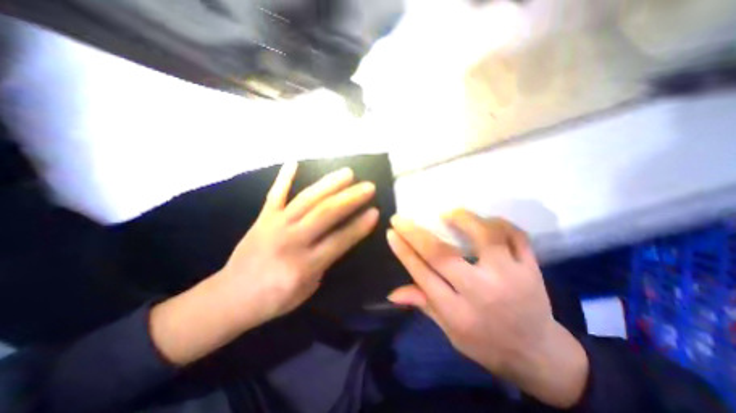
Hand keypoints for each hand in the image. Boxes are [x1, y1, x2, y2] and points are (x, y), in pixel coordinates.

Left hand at [217, 161, 378, 325]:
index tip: (376, 211)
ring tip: (348, 173)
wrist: (229, 298)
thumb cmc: (273, 299)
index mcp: (304, 265)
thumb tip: (339, 238)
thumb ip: (324, 262)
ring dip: (329, 184)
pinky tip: (294, 161)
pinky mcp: (263, 218)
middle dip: (350, 199)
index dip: (359, 226)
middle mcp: (291, 240)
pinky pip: (275, 194)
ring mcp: (275, 225)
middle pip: (325, 214)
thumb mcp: (307, 288)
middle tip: (368, 186)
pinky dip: (284, 177)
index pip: (339, 240)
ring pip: (306, 199)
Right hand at [388, 212, 590, 408]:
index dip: (404, 251)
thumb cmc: (487, 344)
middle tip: (401, 218)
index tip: (391, 232)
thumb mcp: (450, 332)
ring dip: (463, 220)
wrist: (540, 355)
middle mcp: (482, 292)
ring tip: (448, 213)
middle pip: (443, 255)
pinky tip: (486, 220)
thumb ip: (423, 305)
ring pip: (485, 238)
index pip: (423, 274)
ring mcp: (512, 277)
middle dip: (416, 233)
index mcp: (459, 313)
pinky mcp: (532, 269)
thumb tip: (392, 292)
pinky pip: (517, 237)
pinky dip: (501, 223)